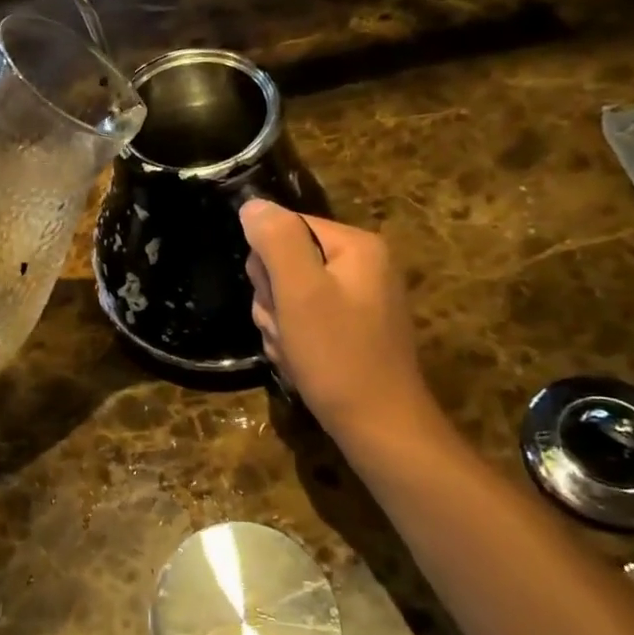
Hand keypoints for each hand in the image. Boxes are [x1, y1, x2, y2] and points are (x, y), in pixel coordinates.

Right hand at [240, 201, 443, 449]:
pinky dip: (294, 343)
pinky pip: (304, 322)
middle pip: (285, 263)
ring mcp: (357, 301)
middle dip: (274, 300)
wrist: (380, 430)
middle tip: (287, 329)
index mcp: (356, 246)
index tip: (279, 299)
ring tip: (295, 352)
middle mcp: (361, 266)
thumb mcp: (300, 291)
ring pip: (288, 296)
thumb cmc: (338, 356)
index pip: (286, 228)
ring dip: (279, 326)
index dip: (268, 265)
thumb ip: (275, 239)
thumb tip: (253, 205)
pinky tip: (303, 365)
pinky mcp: (351, 331)